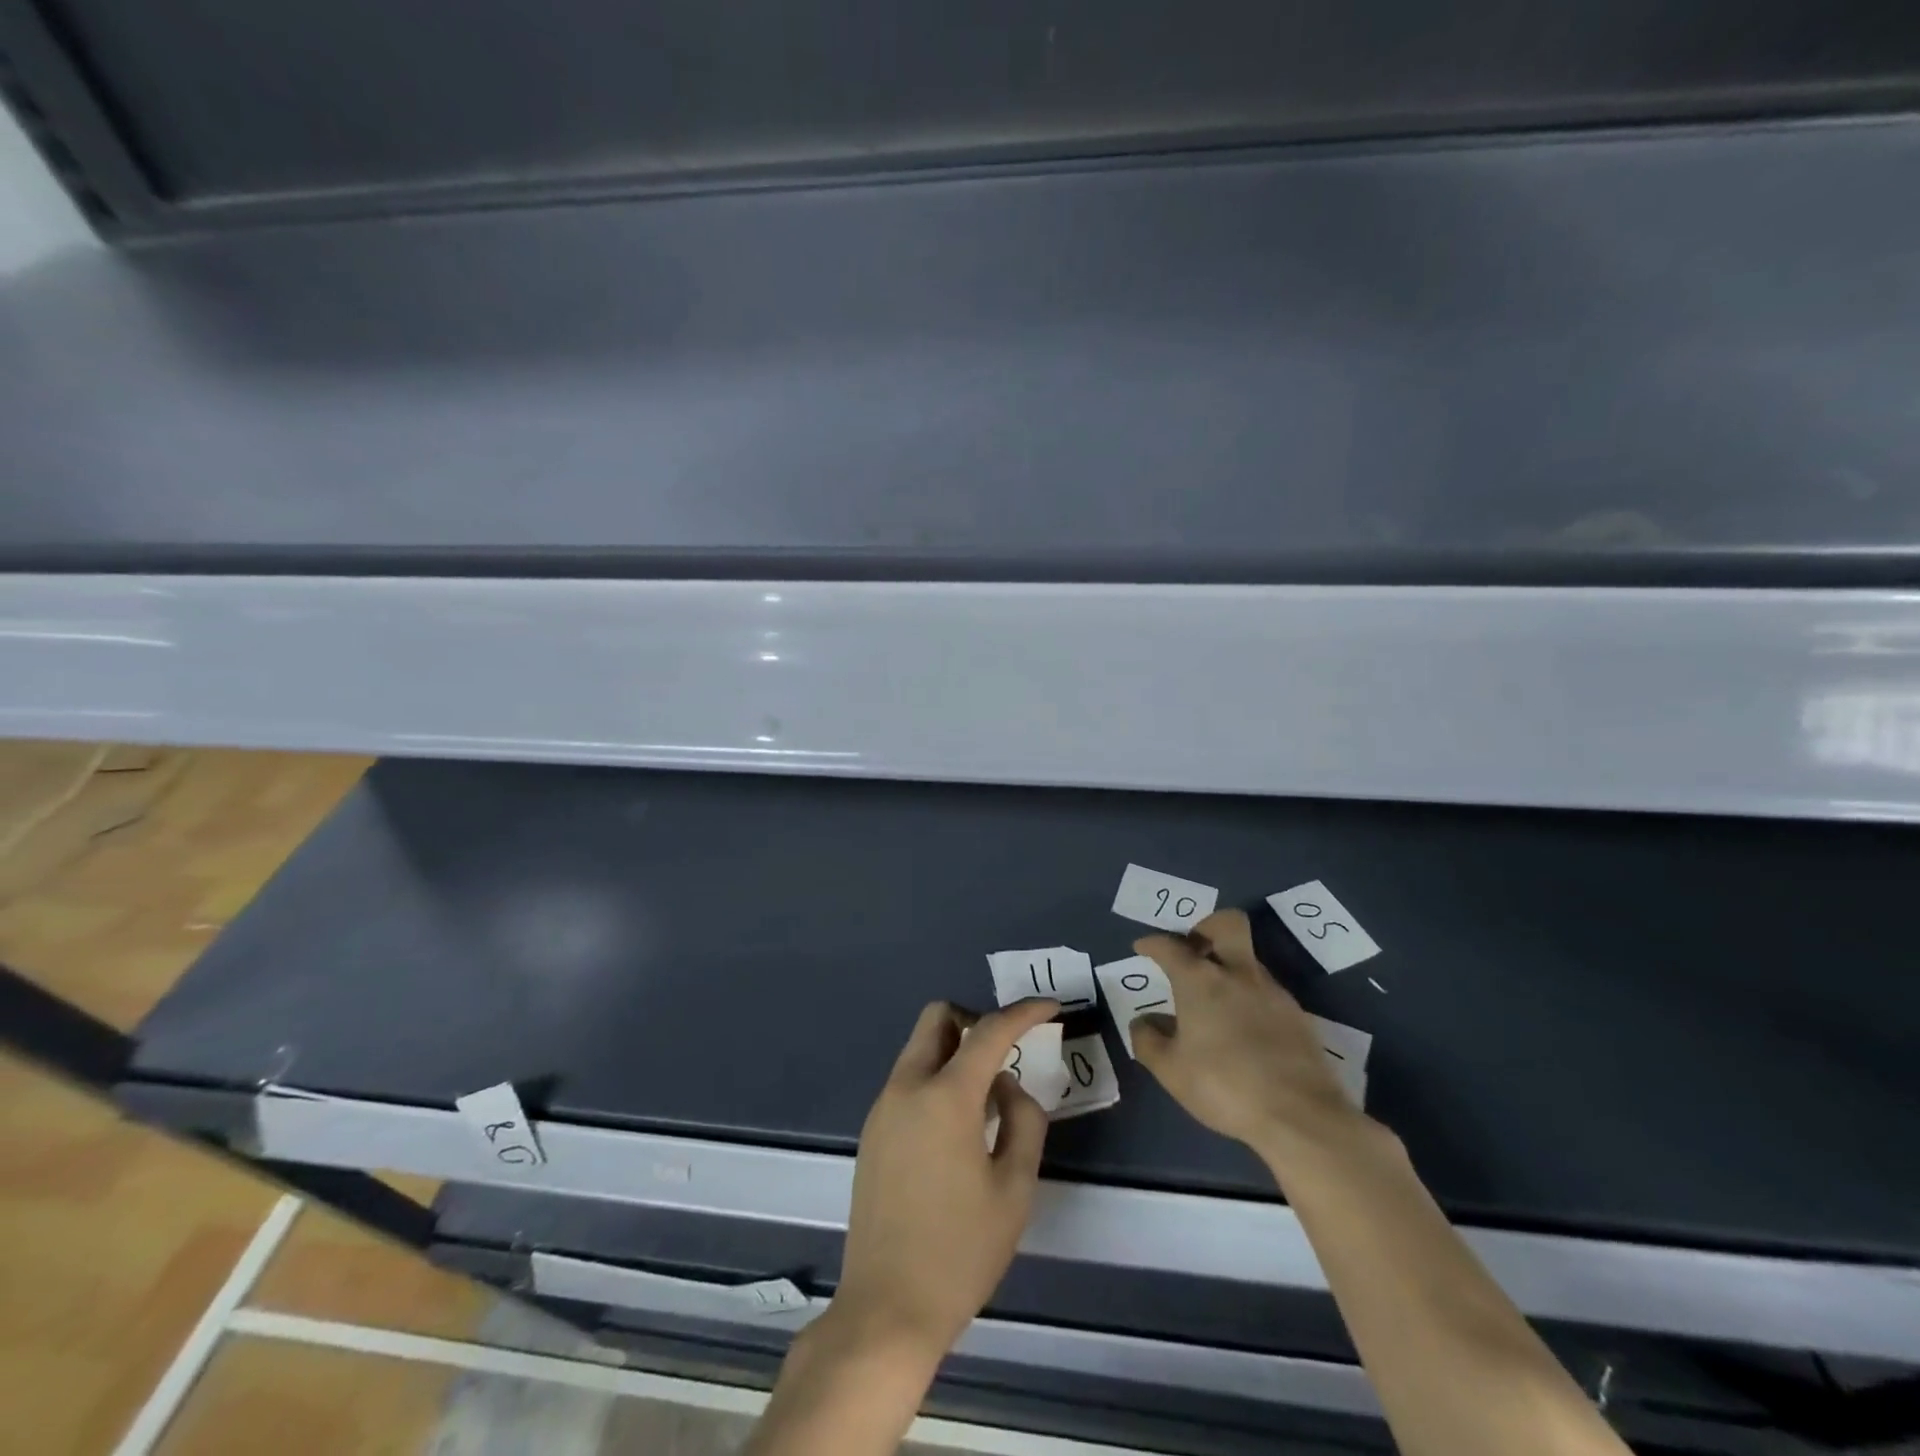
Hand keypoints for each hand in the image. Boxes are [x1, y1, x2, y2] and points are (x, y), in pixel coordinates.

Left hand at [832, 998, 1058, 1361]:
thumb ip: (1023, 1120)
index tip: (1050, 1007)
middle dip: (974, 1019)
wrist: (887, 1309)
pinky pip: (908, 1080)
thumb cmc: (961, 1251)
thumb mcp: (1015, 1188)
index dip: (1024, 1012)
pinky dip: (936, 1079)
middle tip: (1004, 1052)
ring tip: (986, 1101)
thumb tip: (1007, 1086)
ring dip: (954, 1051)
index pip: (989, 1031)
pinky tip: (956, 1129)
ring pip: (919, 1048)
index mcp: (945, 1096)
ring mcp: (883, 1108)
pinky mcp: (872, 1131)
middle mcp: (907, 1087)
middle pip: (937, 1018)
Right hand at [1132, 908, 1361, 1164]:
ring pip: (1248, 959)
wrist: (1300, 1115)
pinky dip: (1249, 996)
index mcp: (1200, 980)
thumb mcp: (1170, 1070)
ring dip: (1229, 967)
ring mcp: (1272, 992)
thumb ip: (1148, 1040)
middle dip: (1206, 926)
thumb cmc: (1224, 1085)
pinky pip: (1266, 991)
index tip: (1143, 948)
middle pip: (1227, 924)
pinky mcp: (1298, 1015)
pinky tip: (1242, 1027)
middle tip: (1193, 948)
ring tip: (1214, 1000)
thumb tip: (1142, 1021)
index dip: (1152, 943)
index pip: (1170, 946)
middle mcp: (1237, 974)